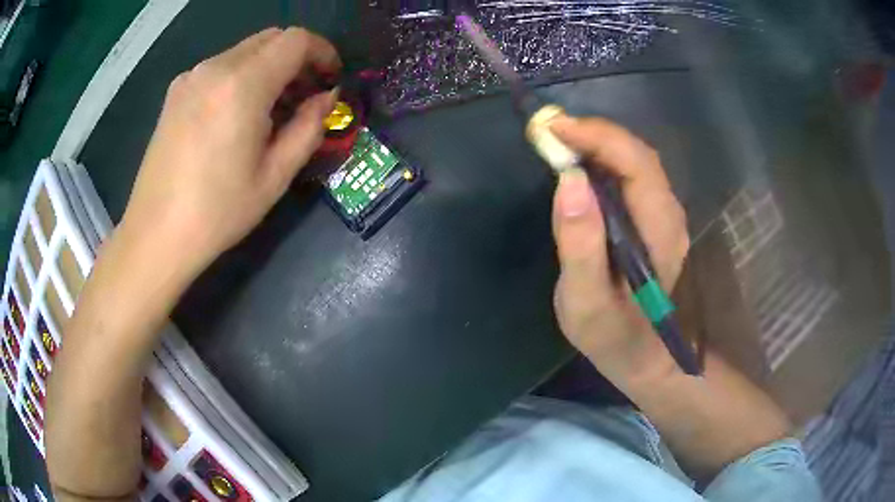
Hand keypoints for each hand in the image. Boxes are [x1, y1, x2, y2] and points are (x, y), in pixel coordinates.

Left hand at [120, 27, 340, 279]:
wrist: (156, 234)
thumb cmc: (217, 212)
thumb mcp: (275, 176)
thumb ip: (309, 128)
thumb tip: (326, 98)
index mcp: (242, 85)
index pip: (296, 40)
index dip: (322, 52)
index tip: (330, 80)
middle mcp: (215, 68)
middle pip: (271, 38)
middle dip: (297, 58)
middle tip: (304, 96)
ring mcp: (191, 77)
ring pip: (246, 50)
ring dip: (269, 67)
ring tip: (271, 109)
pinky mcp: (176, 91)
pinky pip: (221, 66)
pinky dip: (242, 76)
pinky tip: (237, 114)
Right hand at [550, 116, 689, 385]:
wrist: (647, 359)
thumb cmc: (615, 338)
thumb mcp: (587, 302)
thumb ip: (580, 245)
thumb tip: (569, 179)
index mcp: (659, 231)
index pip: (635, 162)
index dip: (596, 136)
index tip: (552, 129)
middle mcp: (669, 214)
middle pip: (637, 154)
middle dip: (594, 134)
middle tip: (550, 133)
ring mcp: (665, 216)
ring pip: (635, 161)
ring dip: (598, 144)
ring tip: (559, 144)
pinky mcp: (654, 220)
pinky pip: (631, 176)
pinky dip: (604, 160)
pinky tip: (579, 168)